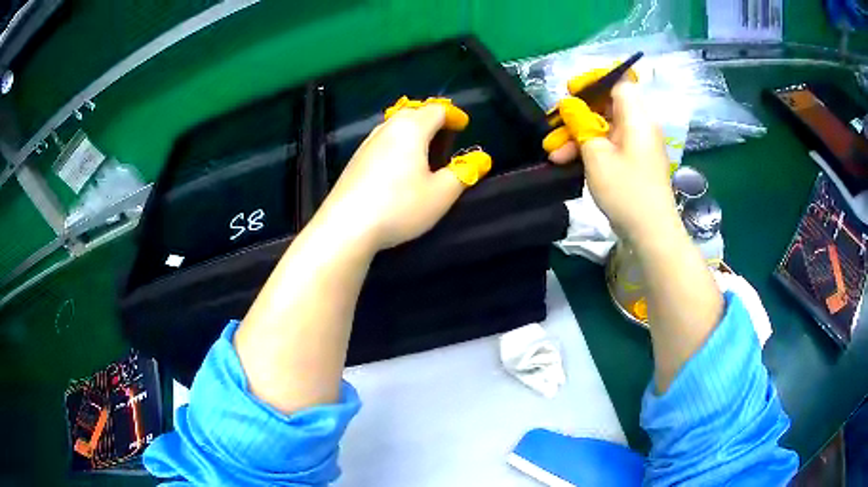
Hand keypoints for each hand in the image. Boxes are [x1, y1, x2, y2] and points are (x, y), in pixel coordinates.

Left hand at [315, 104, 466, 249]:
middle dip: (431, 118)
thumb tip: (481, 159)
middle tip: (445, 135)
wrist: (346, 226)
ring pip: (394, 126)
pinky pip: (381, 142)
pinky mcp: (354, 161)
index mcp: (411, 129)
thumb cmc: (399, 206)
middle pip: (412, 112)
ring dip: (412, 131)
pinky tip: (397, 166)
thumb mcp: (440, 194)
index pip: (436, 110)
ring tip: (423, 150)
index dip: (453, 115)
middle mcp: (387, 129)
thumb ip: (463, 174)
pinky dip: (396, 144)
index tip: (463, 125)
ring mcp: (366, 144)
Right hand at [548, 82, 679, 242]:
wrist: (651, 233)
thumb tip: (570, 106)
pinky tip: (570, 163)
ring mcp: (638, 145)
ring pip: (604, 128)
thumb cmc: (626, 191)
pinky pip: (610, 145)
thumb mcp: (597, 155)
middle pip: (606, 107)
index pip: (618, 82)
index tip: (570, 92)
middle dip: (577, 116)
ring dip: (578, 137)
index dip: (594, 82)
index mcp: (637, 117)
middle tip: (553, 130)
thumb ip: (581, 125)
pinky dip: (591, 150)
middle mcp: (640, 126)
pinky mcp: (634, 162)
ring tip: (554, 155)